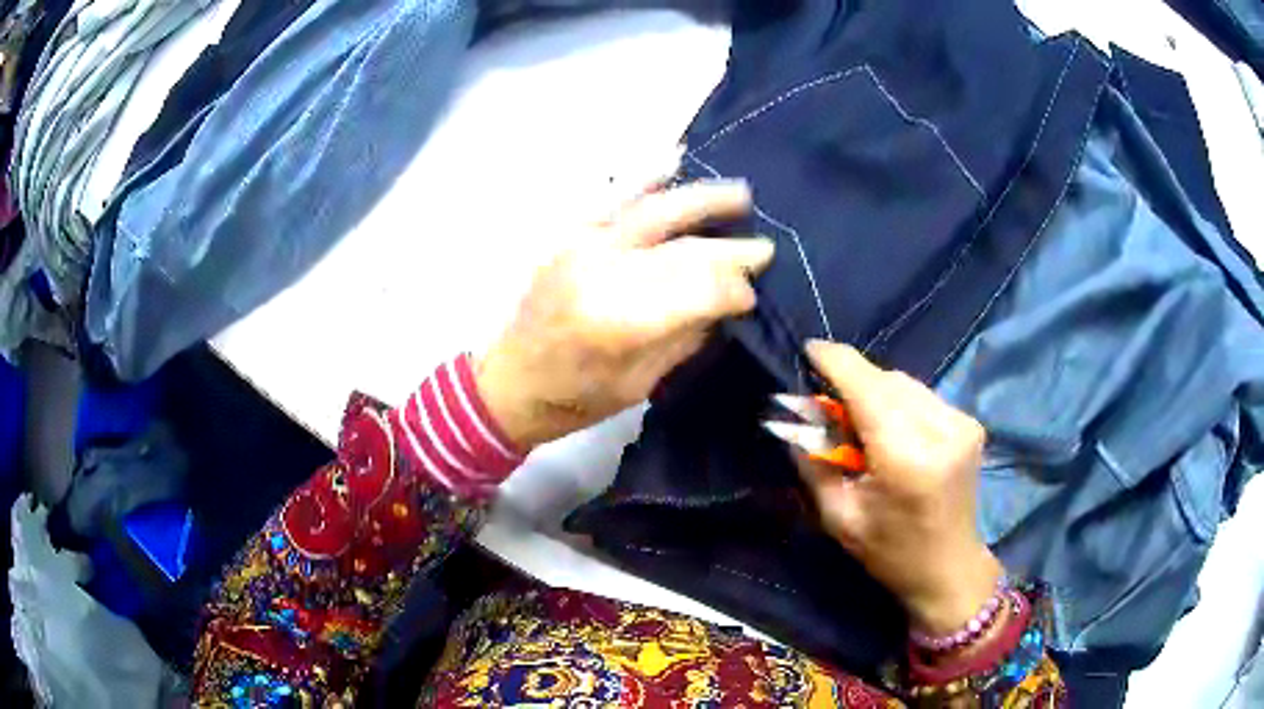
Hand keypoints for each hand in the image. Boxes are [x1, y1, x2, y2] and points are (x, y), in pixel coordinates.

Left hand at [476, 180, 774, 450]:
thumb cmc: (575, 397)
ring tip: (741, 195)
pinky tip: (673, 158)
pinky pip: (611, 197)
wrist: (509, 382)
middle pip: (683, 249)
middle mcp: (603, 272)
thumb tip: (726, 303)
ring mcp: (582, 246)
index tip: (752, 295)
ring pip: (653, 211)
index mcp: (621, 321)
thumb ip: (685, 337)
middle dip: (731, 249)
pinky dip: (644, 176)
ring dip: (701, 199)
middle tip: (765, 246)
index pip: (699, 290)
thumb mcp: (639, 383)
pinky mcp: (568, 236)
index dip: (735, 289)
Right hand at [797, 341, 1002, 634]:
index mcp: (907, 459)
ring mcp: (962, 423)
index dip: (836, 362)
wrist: (949, 568)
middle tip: (827, 404)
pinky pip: (922, 396)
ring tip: (858, 419)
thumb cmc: (891, 553)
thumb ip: (815, 464)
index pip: (868, 389)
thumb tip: (795, 421)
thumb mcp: (840, 518)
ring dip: (876, 391)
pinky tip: (889, 427)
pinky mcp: (971, 423)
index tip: (809, 349)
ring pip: (906, 383)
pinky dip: (898, 402)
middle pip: (887, 380)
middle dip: (853, 381)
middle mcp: (942, 430)